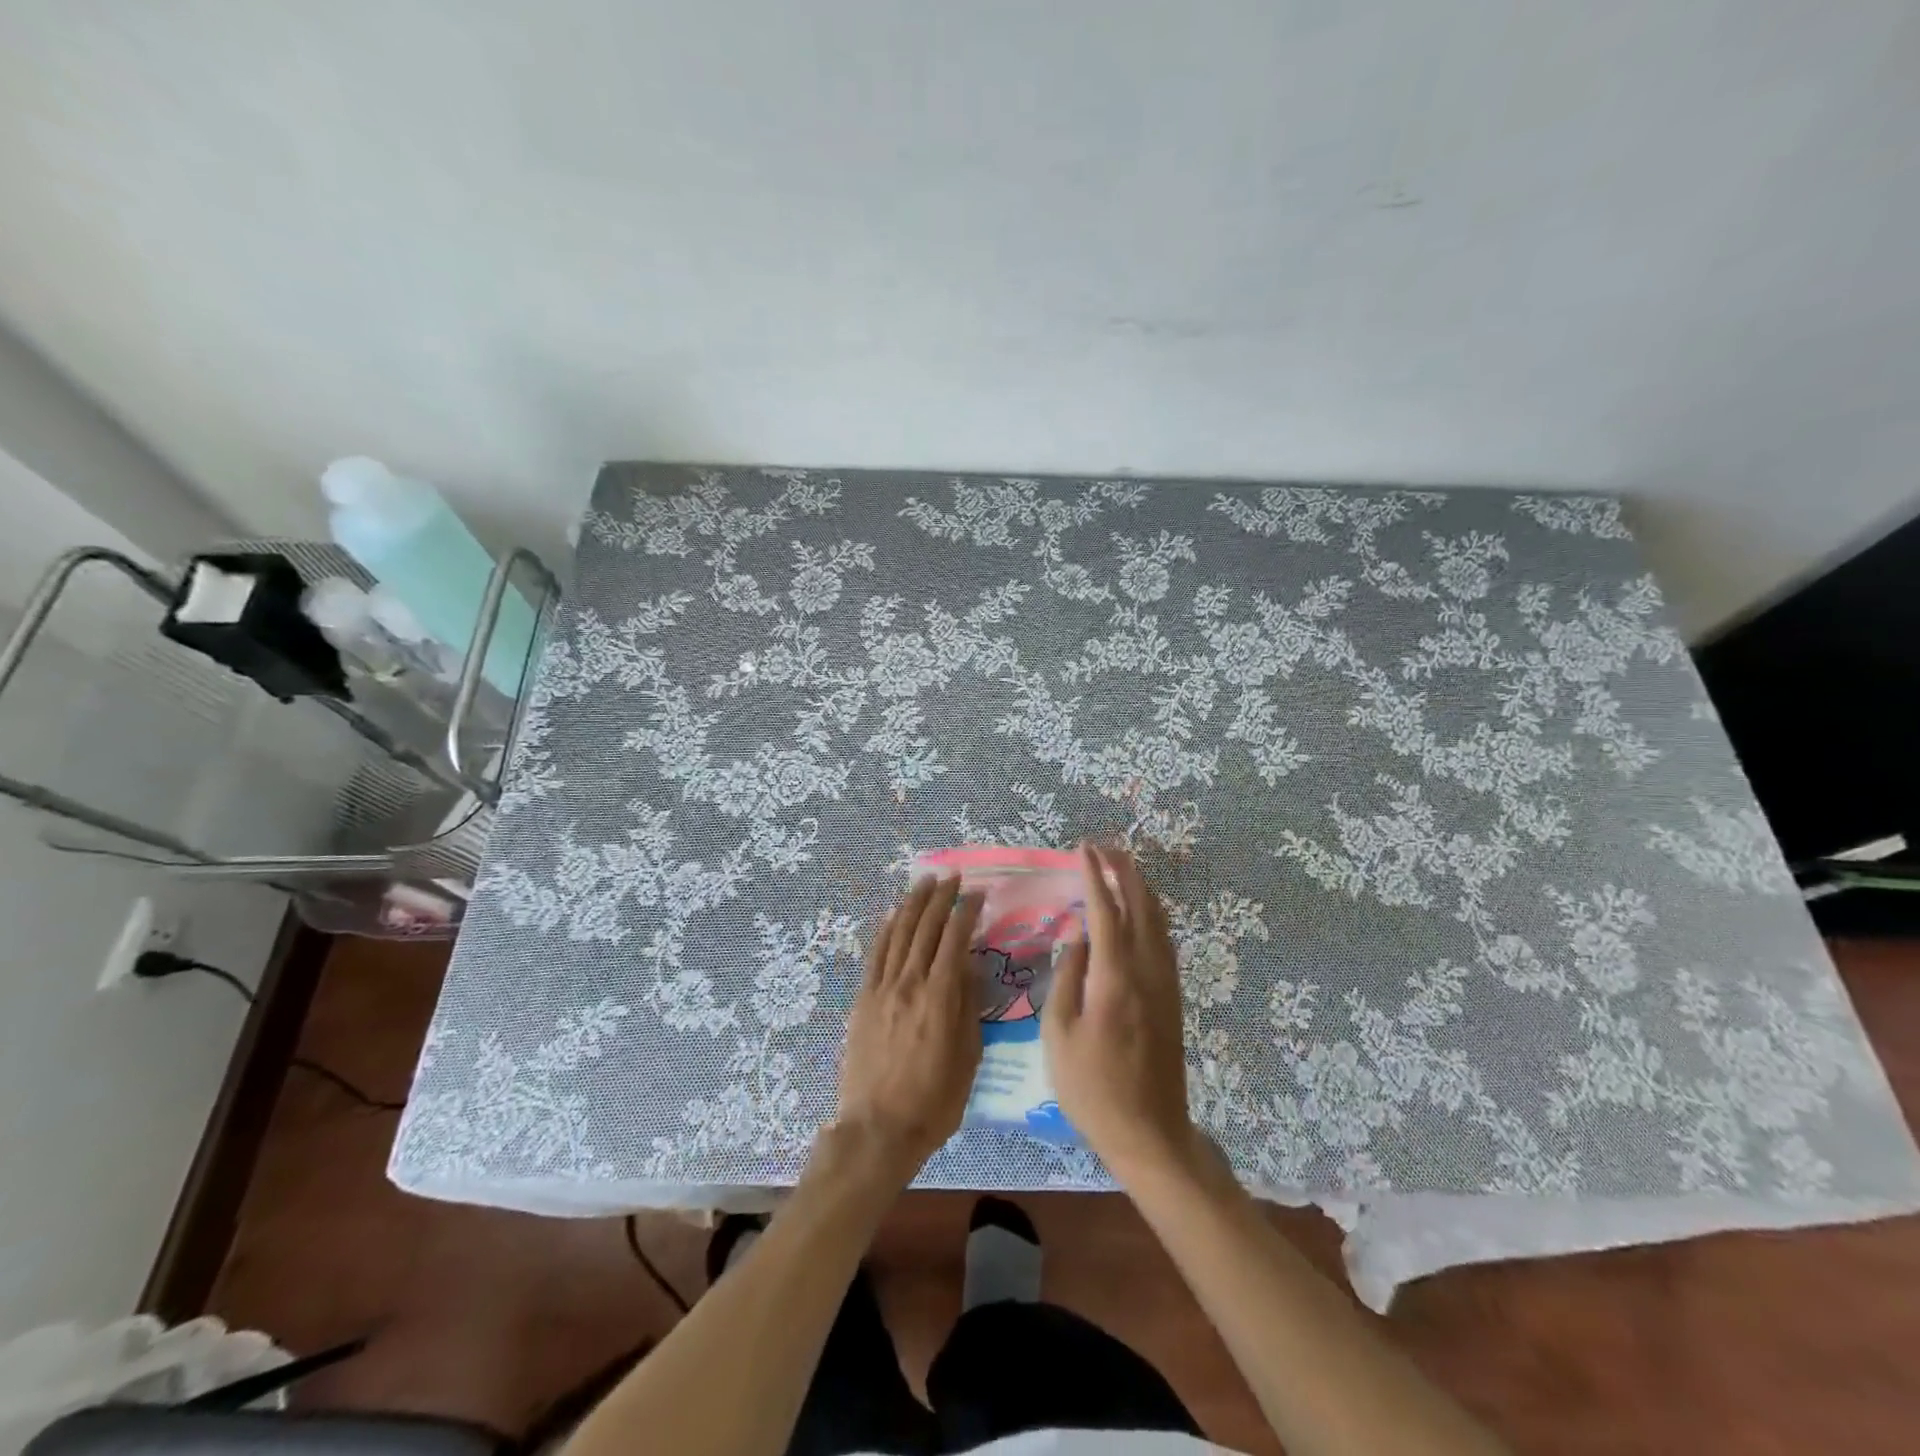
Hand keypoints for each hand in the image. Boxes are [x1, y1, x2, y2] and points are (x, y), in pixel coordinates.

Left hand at [833, 875, 983, 1186]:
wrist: (878, 1129)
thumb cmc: (933, 1101)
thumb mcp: (967, 1058)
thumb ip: (968, 1007)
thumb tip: (970, 968)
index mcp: (939, 997)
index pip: (954, 940)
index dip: (966, 912)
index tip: (976, 893)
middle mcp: (908, 983)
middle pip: (925, 928)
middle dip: (940, 898)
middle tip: (951, 877)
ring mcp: (881, 989)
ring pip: (898, 933)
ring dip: (913, 904)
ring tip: (924, 882)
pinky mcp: (863, 999)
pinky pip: (876, 954)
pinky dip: (886, 929)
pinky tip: (894, 914)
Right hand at [1044, 844, 1201, 1184]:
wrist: (1149, 1132)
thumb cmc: (1092, 1088)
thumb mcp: (1059, 1034)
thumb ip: (1067, 978)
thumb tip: (1078, 939)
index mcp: (1115, 977)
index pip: (1105, 911)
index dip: (1094, 876)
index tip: (1083, 849)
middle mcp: (1147, 970)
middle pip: (1141, 906)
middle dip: (1124, 871)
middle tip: (1104, 848)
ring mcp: (1166, 983)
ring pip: (1159, 921)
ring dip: (1141, 889)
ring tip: (1122, 868)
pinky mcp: (1174, 998)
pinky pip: (1164, 940)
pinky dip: (1152, 914)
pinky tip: (1141, 913)